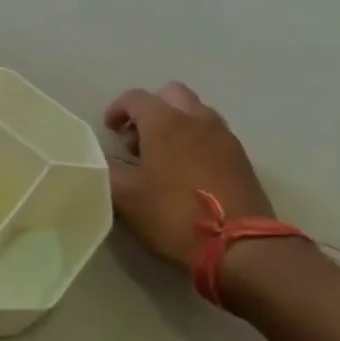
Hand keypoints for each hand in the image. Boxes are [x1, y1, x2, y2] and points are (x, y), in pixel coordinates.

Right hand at [104, 82, 274, 267]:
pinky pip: (212, 134)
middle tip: (137, 139)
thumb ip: (106, 171)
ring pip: (195, 112)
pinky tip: (186, 171)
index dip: (117, 109)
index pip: (136, 97)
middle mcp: (197, 119)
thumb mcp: (126, 198)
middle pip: (171, 94)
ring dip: (175, 123)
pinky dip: (195, 140)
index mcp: (166, 123)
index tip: (110, 130)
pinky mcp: (240, 157)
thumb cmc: (173, 215)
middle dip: (150, 110)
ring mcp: (223, 137)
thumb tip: (99, 158)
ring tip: (161, 156)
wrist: (238, 246)